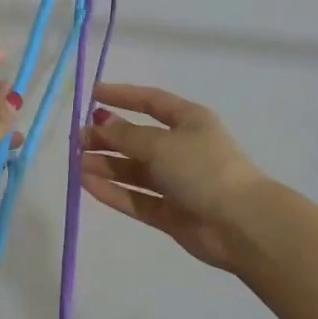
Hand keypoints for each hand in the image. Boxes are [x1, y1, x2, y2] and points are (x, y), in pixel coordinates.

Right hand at [81, 85, 269, 274]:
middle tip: (78, 140)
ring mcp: (176, 183)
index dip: (123, 96)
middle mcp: (183, 149)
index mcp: (190, 121)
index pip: (152, 102)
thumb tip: (102, 123)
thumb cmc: (203, 169)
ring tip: (77, 164)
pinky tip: (87, 185)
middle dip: (109, 137)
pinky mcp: (170, 212)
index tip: (93, 95)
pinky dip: (113, 191)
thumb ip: (127, 135)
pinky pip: (136, 198)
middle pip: (139, 139)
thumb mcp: (162, 144)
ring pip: (135, 171)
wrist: (240, 224)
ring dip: (106, 165)